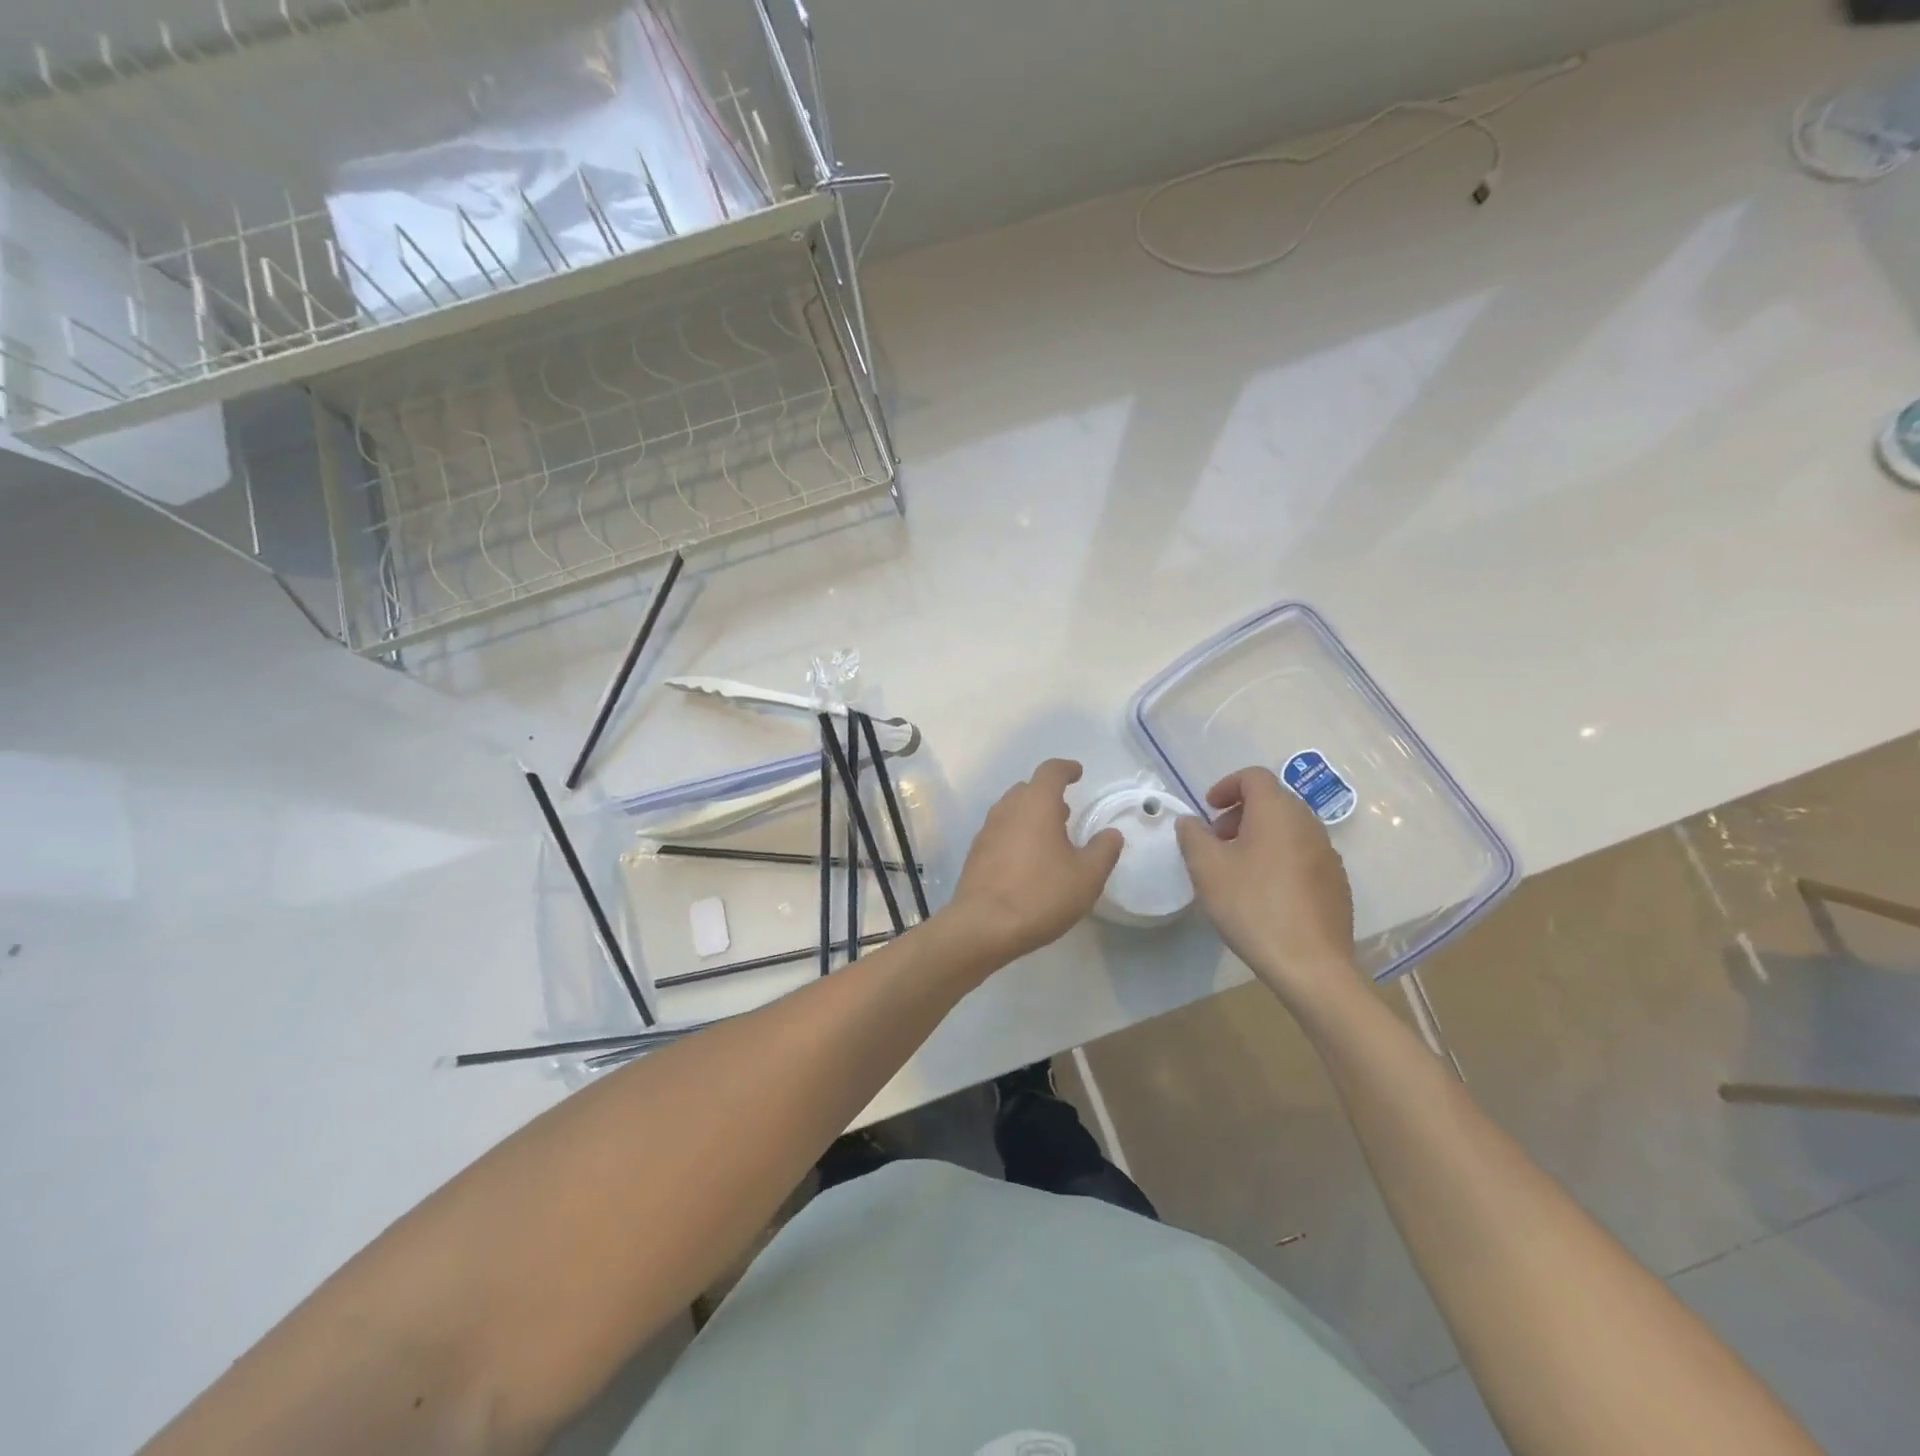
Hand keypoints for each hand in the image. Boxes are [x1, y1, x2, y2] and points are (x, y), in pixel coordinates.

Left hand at [946, 759, 1122, 966]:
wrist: (983, 926)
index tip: (1077, 773)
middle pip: (1028, 789)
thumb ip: (1103, 851)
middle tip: (1066, 812)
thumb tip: (1111, 833)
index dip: (1066, 769)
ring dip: (1031, 815)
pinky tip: (1028, 860)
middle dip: (1048, 794)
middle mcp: (1008, 809)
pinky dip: (1016, 834)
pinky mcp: (976, 853)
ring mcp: (987, 831)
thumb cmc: (1040, 894)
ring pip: (1011, 810)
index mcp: (1036, 804)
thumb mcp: (1086, 877)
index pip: (1051, 771)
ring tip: (1050, 836)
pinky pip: (1000, 832)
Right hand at [1175, 767, 1357, 1007]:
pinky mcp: (1336, 883)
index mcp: (1277, 812)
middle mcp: (1308, 824)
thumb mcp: (1206, 868)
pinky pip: (1303, 854)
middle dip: (1241, 813)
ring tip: (1237, 869)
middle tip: (1217, 841)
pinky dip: (1279, 858)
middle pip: (1273, 801)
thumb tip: (1191, 822)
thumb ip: (1192, 836)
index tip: (1208, 810)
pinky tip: (1264, 892)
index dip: (1227, 786)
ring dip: (1260, 836)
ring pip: (1289, 829)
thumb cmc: (1252, 906)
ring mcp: (1328, 854)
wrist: (1310, 964)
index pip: (1254, 777)